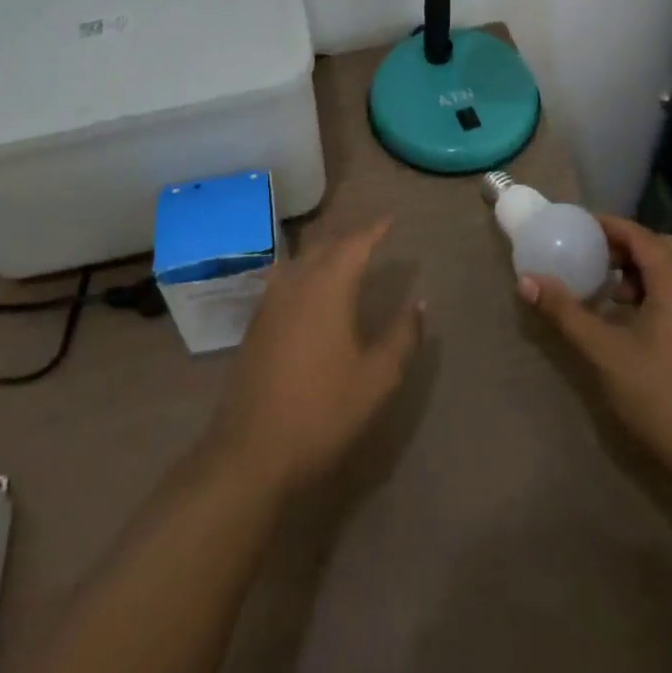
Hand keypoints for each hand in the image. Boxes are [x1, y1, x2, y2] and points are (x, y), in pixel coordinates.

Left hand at [207, 219, 423, 494]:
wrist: (251, 452)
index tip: (390, 219)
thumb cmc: (322, 411)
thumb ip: (402, 336)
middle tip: (372, 239)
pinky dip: (303, 272)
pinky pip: (283, 279)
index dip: (374, 230)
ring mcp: (270, 302)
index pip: (354, 244)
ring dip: (323, 254)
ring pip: (300, 261)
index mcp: (327, 287)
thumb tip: (420, 303)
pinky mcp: (255, 324)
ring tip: (342, 258)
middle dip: (350, 240)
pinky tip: (308, 290)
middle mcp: (296, 283)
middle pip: (325, 247)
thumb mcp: (376, 378)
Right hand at [519, 216, 671, 487]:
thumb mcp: (604, 352)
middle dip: (625, 245)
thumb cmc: (660, 396)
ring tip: (608, 291)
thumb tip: (526, 281)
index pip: (639, 235)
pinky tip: (631, 321)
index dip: (608, 226)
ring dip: (641, 270)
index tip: (576, 226)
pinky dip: (655, 291)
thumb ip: (565, 312)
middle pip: (660, 248)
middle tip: (592, 256)